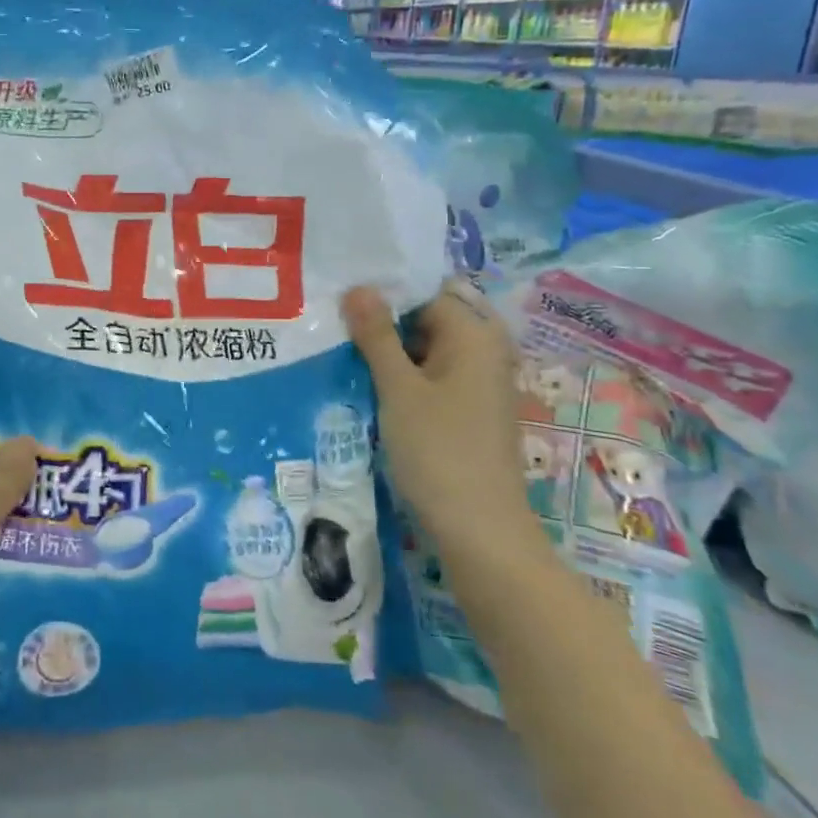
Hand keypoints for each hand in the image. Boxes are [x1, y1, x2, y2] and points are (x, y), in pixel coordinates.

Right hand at [342, 281, 537, 552]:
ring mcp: (478, 383)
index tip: (339, 303)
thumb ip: (377, 334)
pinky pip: (431, 377)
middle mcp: (484, 351)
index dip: (382, 296)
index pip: (423, 294)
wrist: (480, 531)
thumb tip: (358, 286)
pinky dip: (403, 377)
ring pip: (425, 351)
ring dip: (388, 353)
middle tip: (333, 326)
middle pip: (426, 320)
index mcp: (474, 335)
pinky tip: (367, 385)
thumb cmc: (439, 450)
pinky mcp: (469, 411)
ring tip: (341, 352)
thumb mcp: (398, 388)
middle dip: (382, 323)